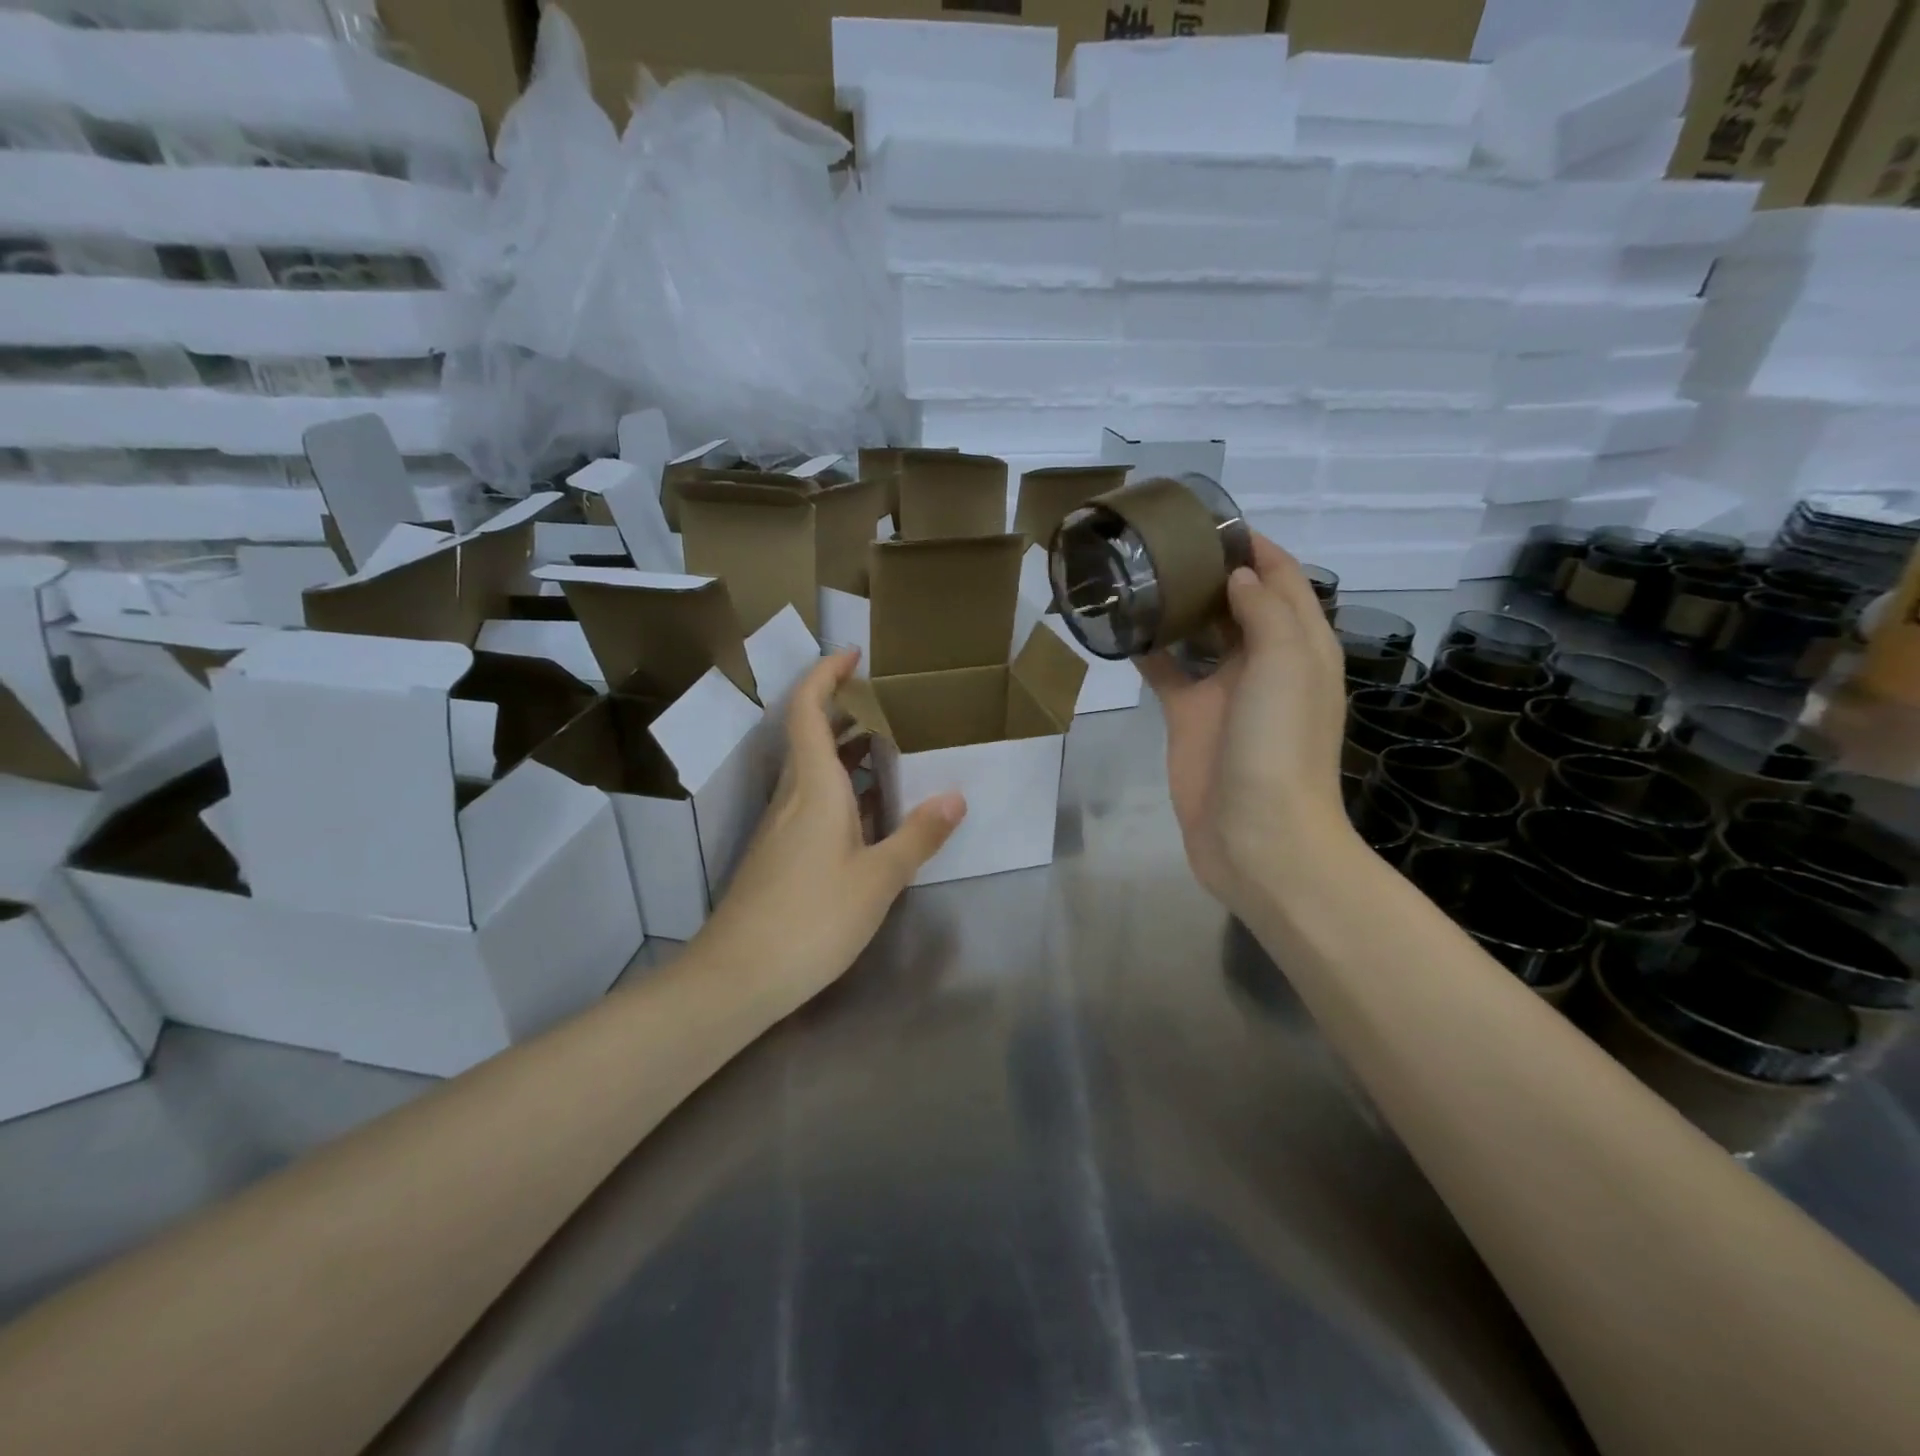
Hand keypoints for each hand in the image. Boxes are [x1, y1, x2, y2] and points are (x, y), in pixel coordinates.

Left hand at [695, 650, 965, 1013]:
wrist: (738, 976)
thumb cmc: (811, 918)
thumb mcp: (877, 879)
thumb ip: (917, 835)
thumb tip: (955, 796)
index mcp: (813, 786)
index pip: (807, 710)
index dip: (825, 674)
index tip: (853, 654)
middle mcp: (792, 795)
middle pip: (810, 734)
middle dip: (846, 710)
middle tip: (890, 704)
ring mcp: (780, 825)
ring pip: (812, 770)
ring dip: (846, 751)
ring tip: (891, 750)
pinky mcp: (778, 853)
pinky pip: (812, 801)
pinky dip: (841, 789)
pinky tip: (871, 812)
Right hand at [1139, 536, 1355, 918]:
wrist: (1258, 835)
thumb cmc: (1280, 745)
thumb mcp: (1286, 665)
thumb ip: (1265, 611)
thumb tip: (1238, 577)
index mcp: (1302, 646)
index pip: (1285, 580)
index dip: (1257, 547)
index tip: (1212, 520)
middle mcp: (1266, 663)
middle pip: (1240, 603)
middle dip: (1211, 572)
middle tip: (1162, 544)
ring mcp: (1226, 692)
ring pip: (1201, 636)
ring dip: (1178, 608)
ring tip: (1138, 575)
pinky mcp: (1191, 717)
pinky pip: (1169, 674)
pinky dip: (1149, 652)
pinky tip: (1121, 630)